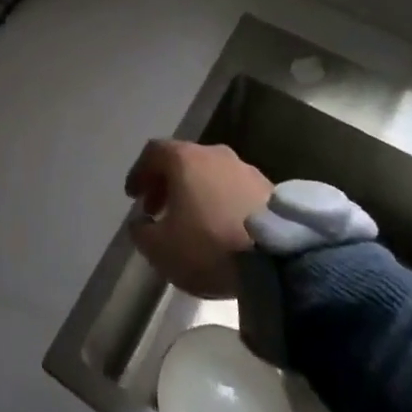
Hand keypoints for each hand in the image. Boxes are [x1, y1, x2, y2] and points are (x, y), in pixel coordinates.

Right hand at [125, 140, 273, 297]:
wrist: (278, 259)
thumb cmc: (209, 245)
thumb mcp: (161, 249)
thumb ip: (142, 232)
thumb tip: (141, 222)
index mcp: (185, 158)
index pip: (153, 152)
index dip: (139, 172)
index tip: (133, 197)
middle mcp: (215, 153)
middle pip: (183, 160)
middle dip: (166, 184)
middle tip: (158, 211)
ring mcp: (245, 168)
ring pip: (210, 173)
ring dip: (195, 192)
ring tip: (190, 222)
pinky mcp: (269, 188)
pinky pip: (233, 188)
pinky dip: (220, 201)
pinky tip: (220, 227)